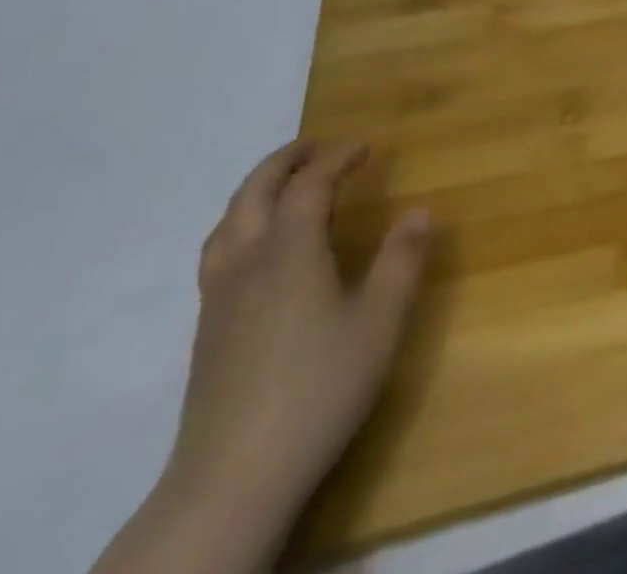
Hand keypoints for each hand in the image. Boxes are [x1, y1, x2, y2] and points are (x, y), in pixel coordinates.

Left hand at [165, 141, 431, 533]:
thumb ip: (401, 262)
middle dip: (286, 161)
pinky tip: (260, 251)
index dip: (337, 158)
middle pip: (254, 192)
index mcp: (289, 252)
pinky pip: (219, 252)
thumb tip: (420, 211)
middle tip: (318, 147)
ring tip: (285, 186)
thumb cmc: (318, 390)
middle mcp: (247, 263)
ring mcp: (218, 298)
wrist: (232, 479)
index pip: (310, 185)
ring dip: (257, 190)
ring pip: (227, 222)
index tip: (366, 147)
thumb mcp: (379, 323)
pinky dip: (241, 224)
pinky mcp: (206, 330)